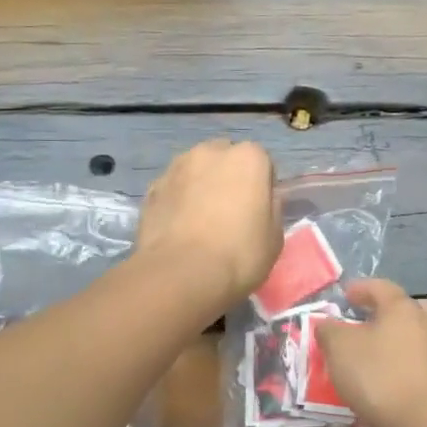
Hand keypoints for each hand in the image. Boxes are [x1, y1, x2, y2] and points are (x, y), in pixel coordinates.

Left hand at [135, 141, 279, 308]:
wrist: (180, 274)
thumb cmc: (239, 254)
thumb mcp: (275, 236)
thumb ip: (271, 208)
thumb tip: (262, 200)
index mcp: (248, 157)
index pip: (262, 162)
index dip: (262, 186)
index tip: (259, 210)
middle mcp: (211, 151)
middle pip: (225, 159)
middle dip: (228, 177)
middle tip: (230, 212)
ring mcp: (176, 167)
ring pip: (195, 171)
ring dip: (200, 186)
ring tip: (200, 221)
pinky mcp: (151, 189)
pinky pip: (173, 190)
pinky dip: (177, 201)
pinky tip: (179, 229)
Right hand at [316, 279, 426, 426]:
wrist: (424, 422)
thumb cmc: (379, 374)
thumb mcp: (340, 348)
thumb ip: (330, 331)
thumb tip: (327, 323)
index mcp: (402, 307)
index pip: (381, 287)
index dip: (361, 288)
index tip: (345, 295)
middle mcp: (425, 322)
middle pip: (405, 308)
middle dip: (385, 312)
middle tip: (364, 320)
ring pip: (414, 334)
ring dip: (394, 338)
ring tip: (372, 352)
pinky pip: (417, 360)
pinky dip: (401, 362)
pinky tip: (386, 376)